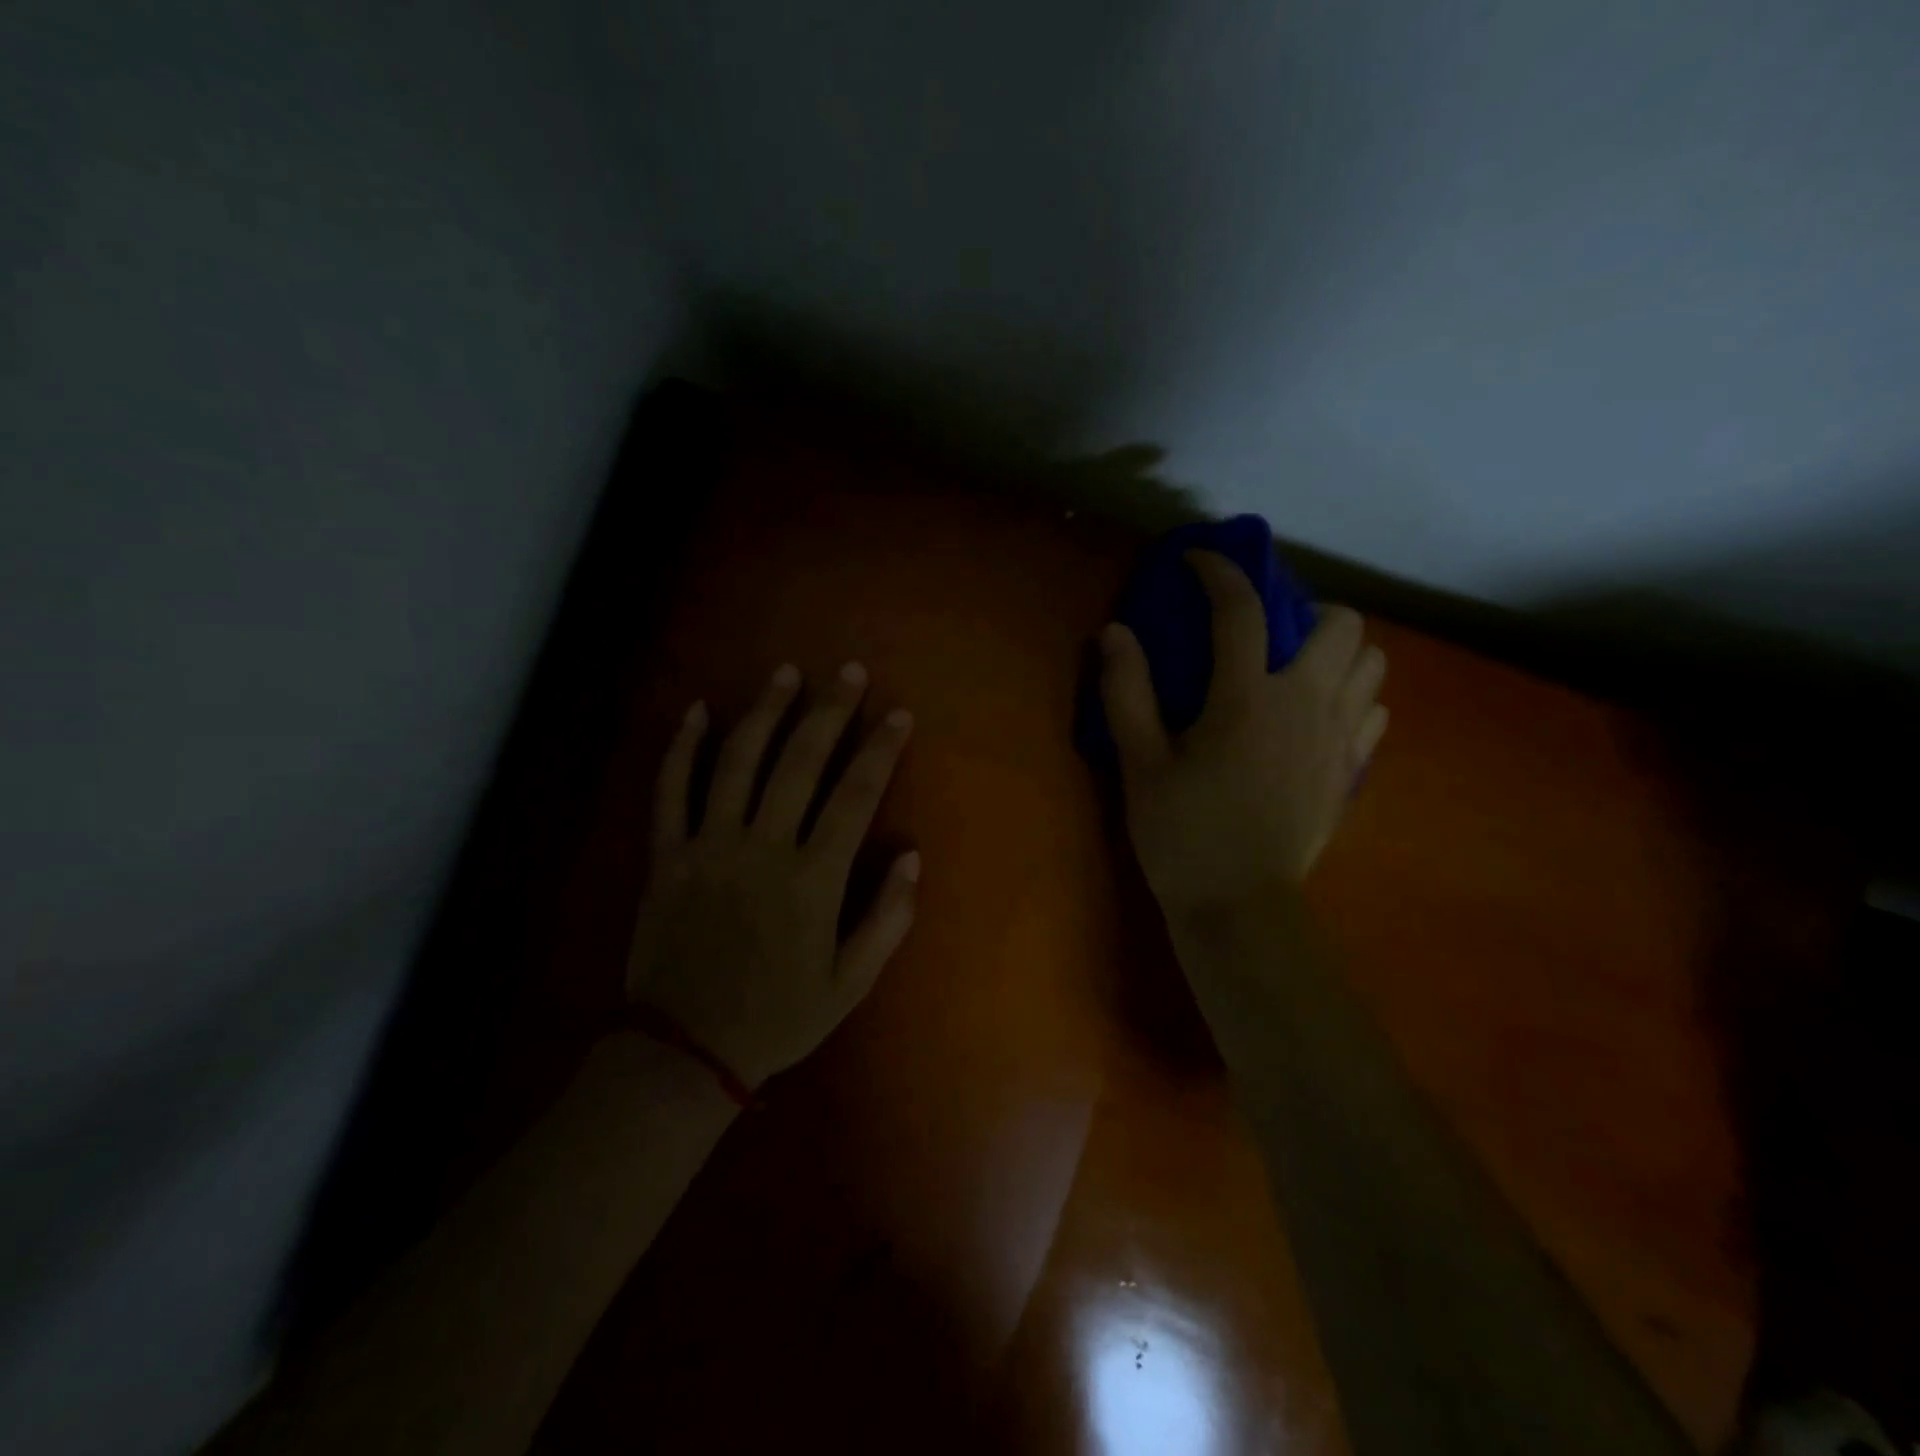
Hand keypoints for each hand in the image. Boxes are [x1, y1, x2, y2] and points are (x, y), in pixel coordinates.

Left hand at [626, 662, 918, 1089]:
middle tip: (848, 671)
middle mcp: (762, 849)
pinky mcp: (665, 856)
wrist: (684, 1051)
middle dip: (829, 711)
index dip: (880, 750)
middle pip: (800, 763)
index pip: (855, 797)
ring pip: (737, 762)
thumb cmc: (777, 1018)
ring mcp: (708, 846)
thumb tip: (911, 855)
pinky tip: (697, 710)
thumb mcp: (850, 984)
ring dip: (764, 712)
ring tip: (785, 673)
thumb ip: (887, 918)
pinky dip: (681, 747)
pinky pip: (669, 791)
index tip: (898, 714)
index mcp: (812, 880)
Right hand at [1098, 550, 1386, 922]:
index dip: (1220, 572)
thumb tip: (1114, 632)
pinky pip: (1374, 710)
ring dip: (1337, 650)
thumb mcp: (1140, 765)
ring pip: (1372, 663)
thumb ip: (1127, 693)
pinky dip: (1351, 696)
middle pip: (1342, 623)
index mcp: (1247, 699)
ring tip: (1294, 669)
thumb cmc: (1182, 834)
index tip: (1198, 560)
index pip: (1242, 611)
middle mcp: (1306, 705)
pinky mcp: (1351, 770)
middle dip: (1305, 610)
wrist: (1240, 908)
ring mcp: (1339, 739)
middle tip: (1264, 634)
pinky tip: (1314, 716)